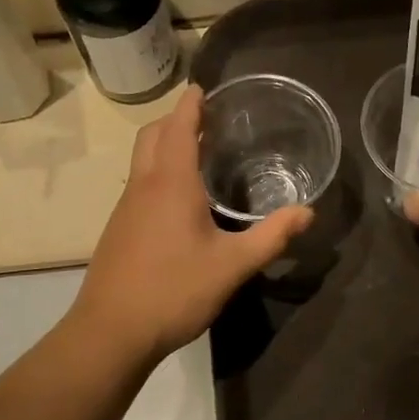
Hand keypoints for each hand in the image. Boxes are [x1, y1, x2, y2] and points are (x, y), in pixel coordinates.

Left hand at [73, 84, 312, 362]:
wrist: (111, 332)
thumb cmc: (174, 291)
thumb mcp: (232, 265)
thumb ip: (271, 236)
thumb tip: (308, 212)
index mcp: (171, 183)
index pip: (178, 127)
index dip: (190, 104)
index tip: (202, 87)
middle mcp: (143, 186)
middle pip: (152, 135)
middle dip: (174, 120)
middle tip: (206, 121)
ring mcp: (125, 208)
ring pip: (141, 159)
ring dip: (164, 145)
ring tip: (197, 154)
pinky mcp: (118, 229)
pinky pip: (138, 184)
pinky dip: (157, 172)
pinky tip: (178, 201)